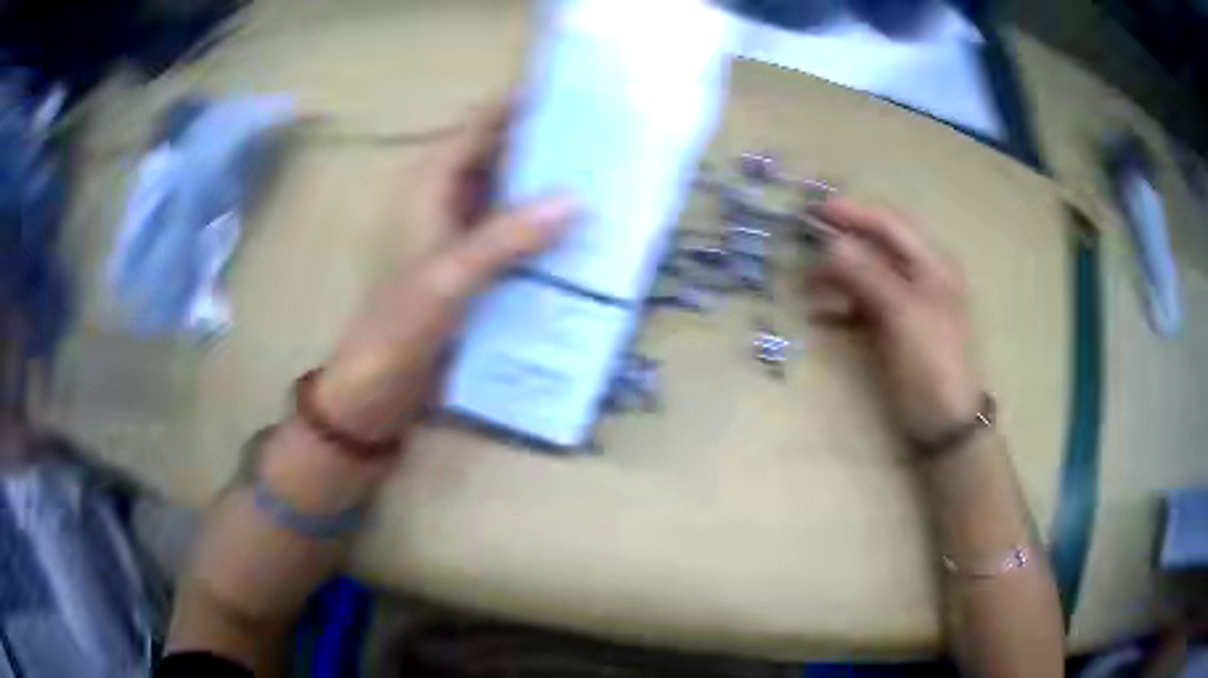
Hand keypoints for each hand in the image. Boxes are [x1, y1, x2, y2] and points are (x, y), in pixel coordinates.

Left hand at [315, 101, 577, 437]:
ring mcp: (462, 233)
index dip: (524, 107)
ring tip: (609, 183)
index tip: (578, 99)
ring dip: (551, 192)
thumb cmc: (400, 327)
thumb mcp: (450, 279)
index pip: (482, 126)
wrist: (378, 388)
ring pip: (513, 196)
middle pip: (503, 157)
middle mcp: (448, 199)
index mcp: (431, 185)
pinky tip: (584, 237)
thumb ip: (507, 238)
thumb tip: (575, 201)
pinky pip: (517, 235)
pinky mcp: (475, 266)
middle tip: (609, 144)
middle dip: (550, 149)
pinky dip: (545, 232)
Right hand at [805, 197, 980, 441]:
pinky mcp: (894, 328)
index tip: (815, 211)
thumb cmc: (931, 364)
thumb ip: (869, 276)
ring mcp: (907, 303)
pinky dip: (841, 306)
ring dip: (837, 277)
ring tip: (806, 286)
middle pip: (876, 247)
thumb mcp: (904, 315)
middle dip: (841, 244)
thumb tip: (833, 243)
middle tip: (803, 244)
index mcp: (932, 265)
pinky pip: (863, 305)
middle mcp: (920, 276)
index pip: (890, 225)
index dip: (854, 214)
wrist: (944, 423)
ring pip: (866, 275)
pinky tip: (820, 314)